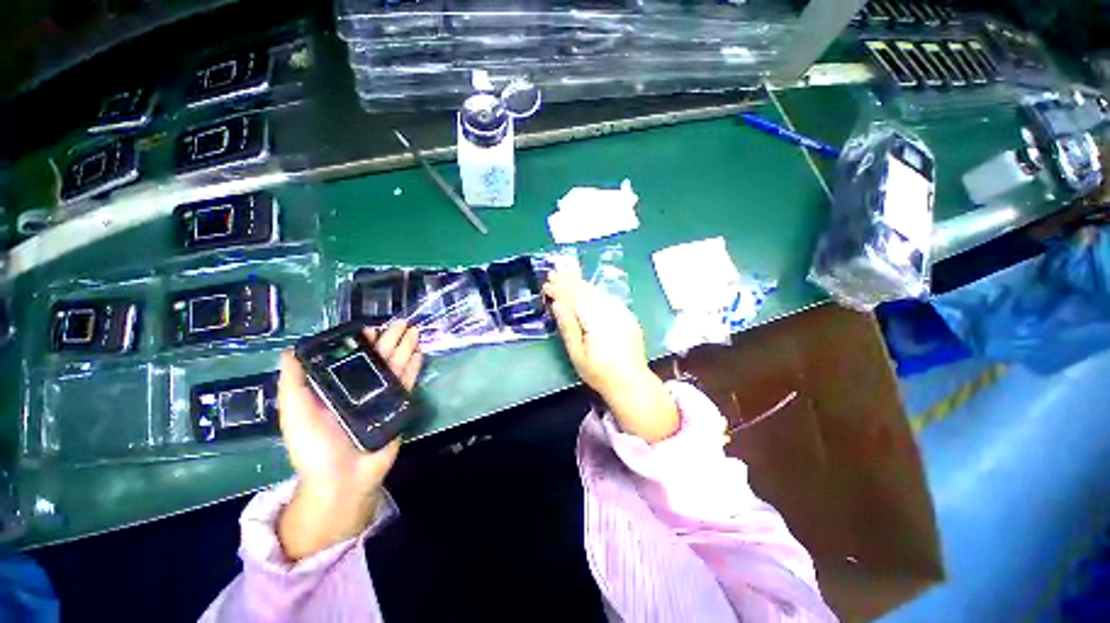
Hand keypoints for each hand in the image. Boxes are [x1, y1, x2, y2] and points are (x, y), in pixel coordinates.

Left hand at [276, 322, 422, 560]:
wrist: (342, 479)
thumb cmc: (314, 447)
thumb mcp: (295, 414)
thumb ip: (293, 384)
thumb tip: (289, 351)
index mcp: (337, 387)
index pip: (352, 358)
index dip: (362, 342)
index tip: (371, 328)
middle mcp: (361, 388)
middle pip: (379, 358)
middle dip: (391, 339)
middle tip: (403, 321)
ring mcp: (382, 397)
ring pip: (396, 366)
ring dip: (406, 348)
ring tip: (415, 331)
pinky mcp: (398, 407)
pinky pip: (407, 383)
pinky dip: (414, 368)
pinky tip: (419, 354)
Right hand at [543, 268, 678, 443]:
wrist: (632, 382)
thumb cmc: (600, 373)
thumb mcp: (578, 355)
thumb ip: (568, 327)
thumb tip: (558, 304)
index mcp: (596, 321)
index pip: (575, 299)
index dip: (560, 290)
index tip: (547, 284)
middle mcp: (610, 312)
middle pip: (586, 291)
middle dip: (569, 281)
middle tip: (554, 271)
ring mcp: (621, 312)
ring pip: (597, 292)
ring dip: (581, 283)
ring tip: (567, 272)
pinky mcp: (627, 315)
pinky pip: (607, 297)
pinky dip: (594, 291)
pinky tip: (587, 288)